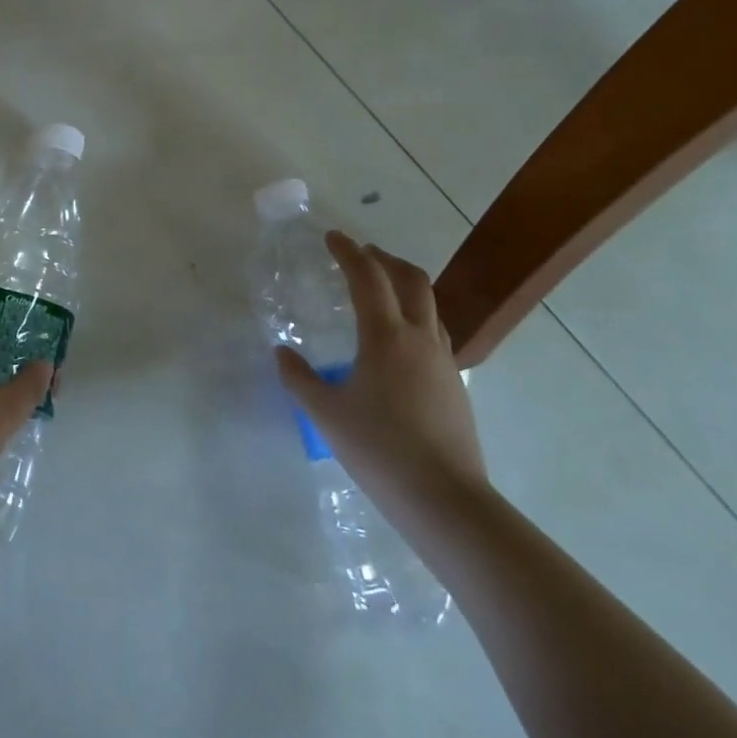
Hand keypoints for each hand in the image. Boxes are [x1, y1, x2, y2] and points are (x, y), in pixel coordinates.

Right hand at [275, 231, 489, 520]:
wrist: (446, 500)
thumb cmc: (380, 450)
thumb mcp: (327, 414)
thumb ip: (300, 379)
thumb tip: (282, 353)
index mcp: (386, 336)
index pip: (368, 277)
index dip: (349, 252)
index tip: (332, 237)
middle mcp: (420, 338)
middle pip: (411, 279)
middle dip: (385, 259)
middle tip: (362, 254)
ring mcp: (443, 361)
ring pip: (429, 305)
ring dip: (404, 286)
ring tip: (381, 291)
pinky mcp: (455, 385)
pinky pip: (435, 333)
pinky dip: (415, 317)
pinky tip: (398, 343)